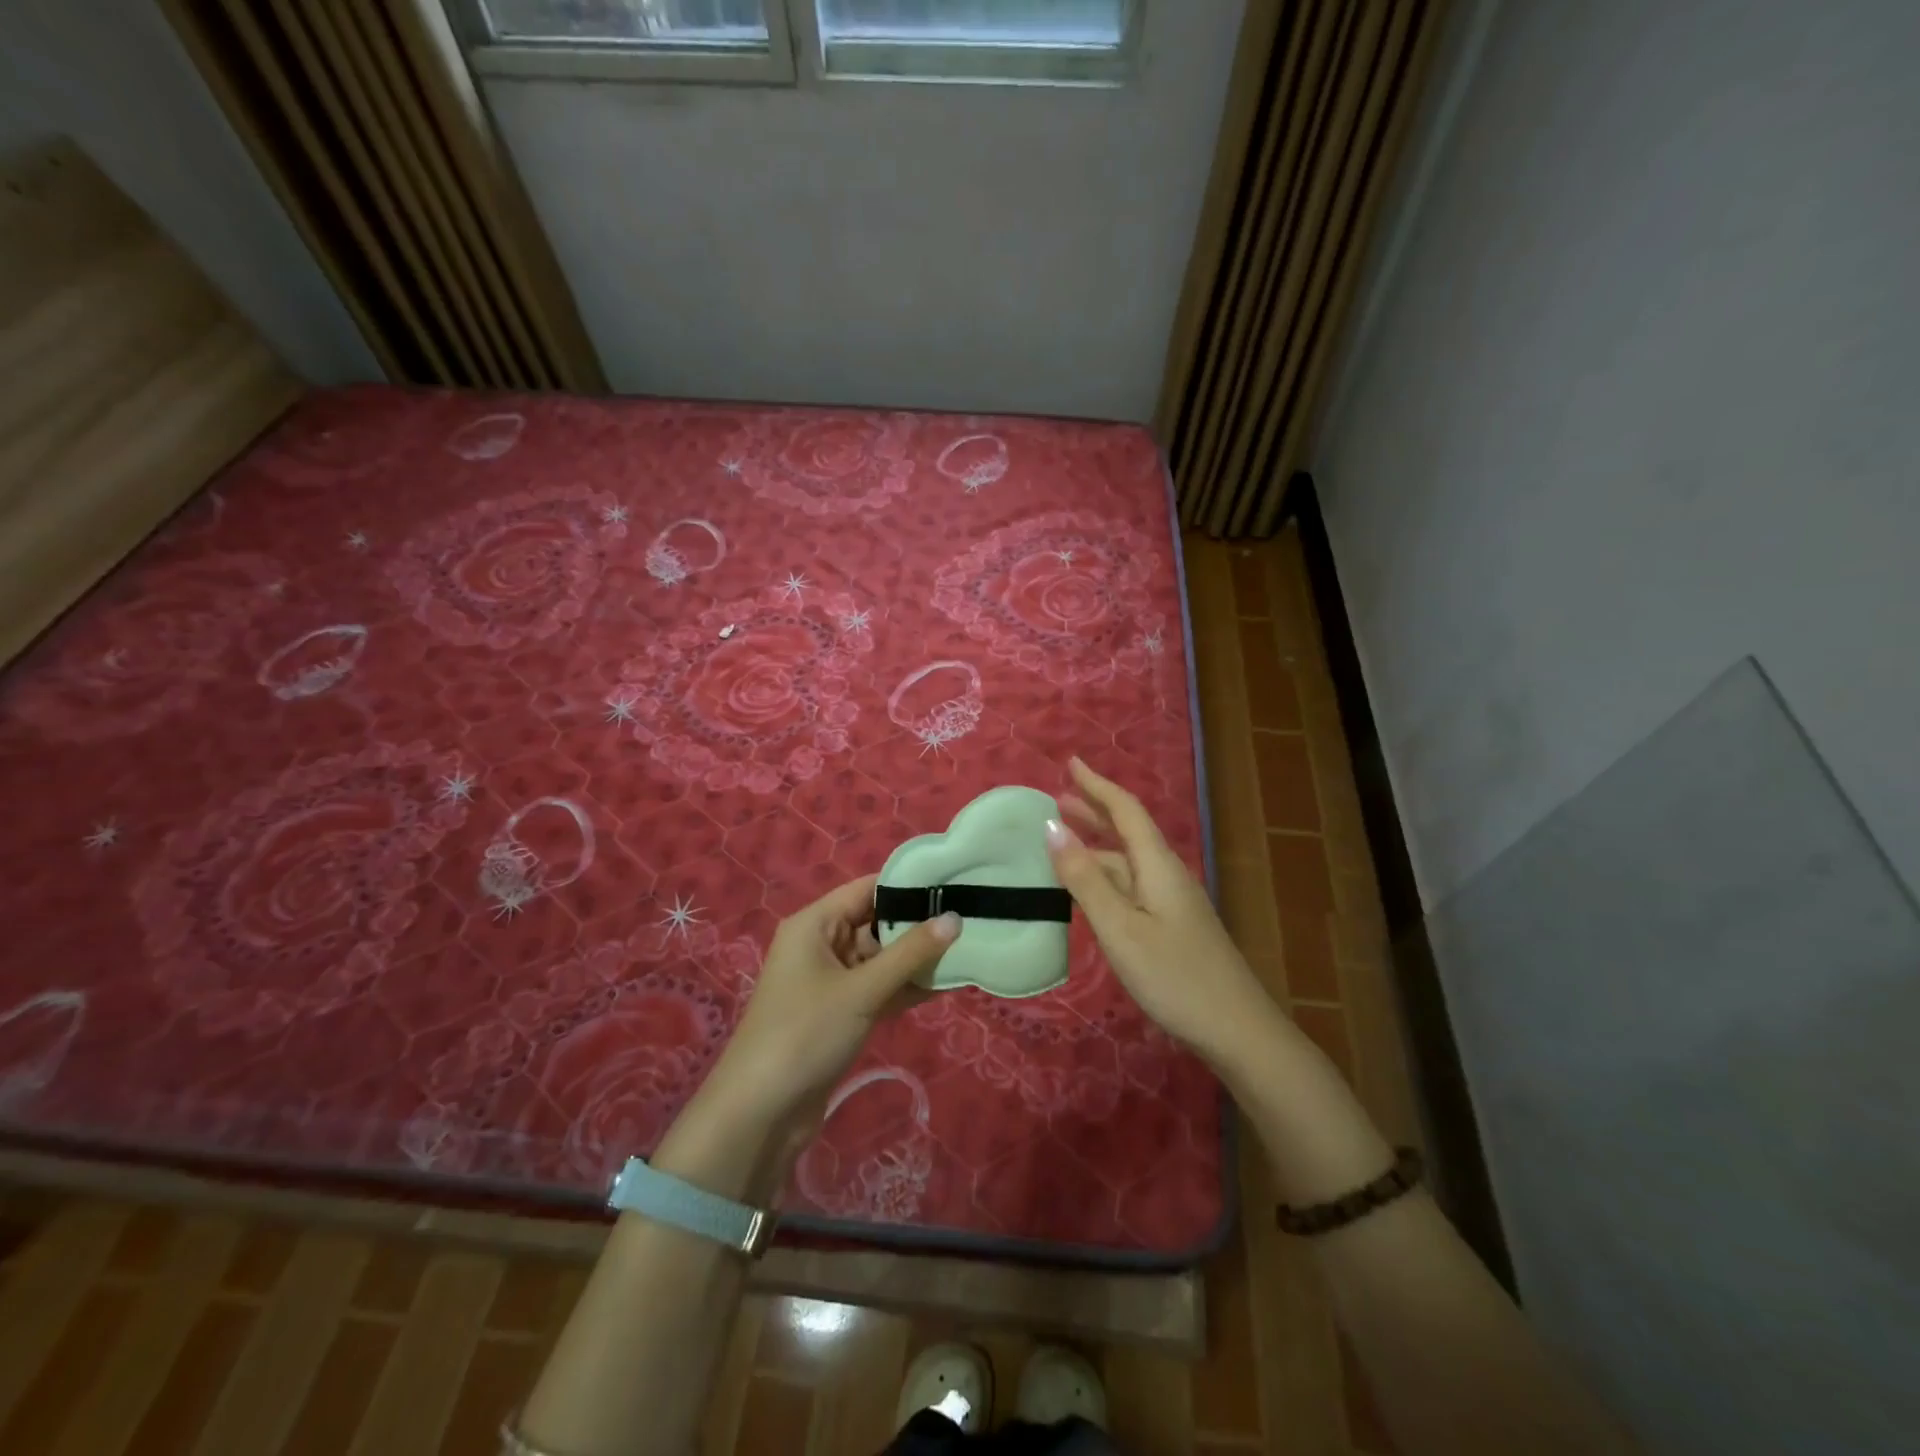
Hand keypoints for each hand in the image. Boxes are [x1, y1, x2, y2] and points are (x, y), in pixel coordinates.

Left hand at [703, 874, 958, 1130]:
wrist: (761, 1113)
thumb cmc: (805, 1033)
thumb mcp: (861, 990)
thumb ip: (910, 954)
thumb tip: (954, 918)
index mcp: (815, 924)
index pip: (867, 889)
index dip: (908, 884)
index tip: (953, 883)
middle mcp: (822, 944)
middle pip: (876, 922)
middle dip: (919, 924)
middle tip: (971, 918)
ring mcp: (831, 980)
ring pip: (881, 958)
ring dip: (917, 959)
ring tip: (968, 948)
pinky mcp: (841, 1012)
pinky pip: (879, 988)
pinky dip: (906, 987)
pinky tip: (946, 984)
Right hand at [1046, 757, 1273, 1061]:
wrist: (1237, 1030)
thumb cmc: (1174, 976)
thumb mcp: (1120, 928)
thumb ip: (1085, 879)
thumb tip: (1051, 828)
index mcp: (1157, 864)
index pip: (1125, 810)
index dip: (1096, 785)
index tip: (1070, 763)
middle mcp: (1166, 873)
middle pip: (1128, 830)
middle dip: (1094, 810)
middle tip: (1058, 797)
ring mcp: (1172, 901)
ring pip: (1128, 860)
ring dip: (1096, 843)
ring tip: (1062, 838)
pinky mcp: (1172, 925)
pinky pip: (1131, 884)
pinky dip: (1104, 874)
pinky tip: (1089, 888)